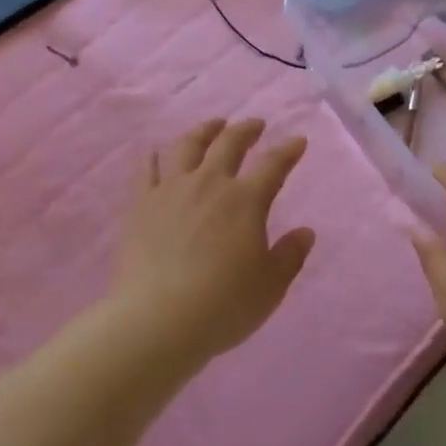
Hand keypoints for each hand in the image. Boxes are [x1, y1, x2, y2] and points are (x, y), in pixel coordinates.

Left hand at [114, 119, 315, 365]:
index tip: (297, 140)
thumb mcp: (270, 287)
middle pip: (229, 143)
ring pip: (188, 146)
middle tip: (255, 124)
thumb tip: (305, 232)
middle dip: (246, 129)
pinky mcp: (141, 205)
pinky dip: (157, 157)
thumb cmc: (222, 305)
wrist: (157, 321)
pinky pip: (148, 170)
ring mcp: (171, 190)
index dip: (288, 150)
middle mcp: (209, 184)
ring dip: (204, 131)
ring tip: (213, 126)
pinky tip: (159, 153)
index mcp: (245, 201)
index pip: (273, 165)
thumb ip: (290, 256)